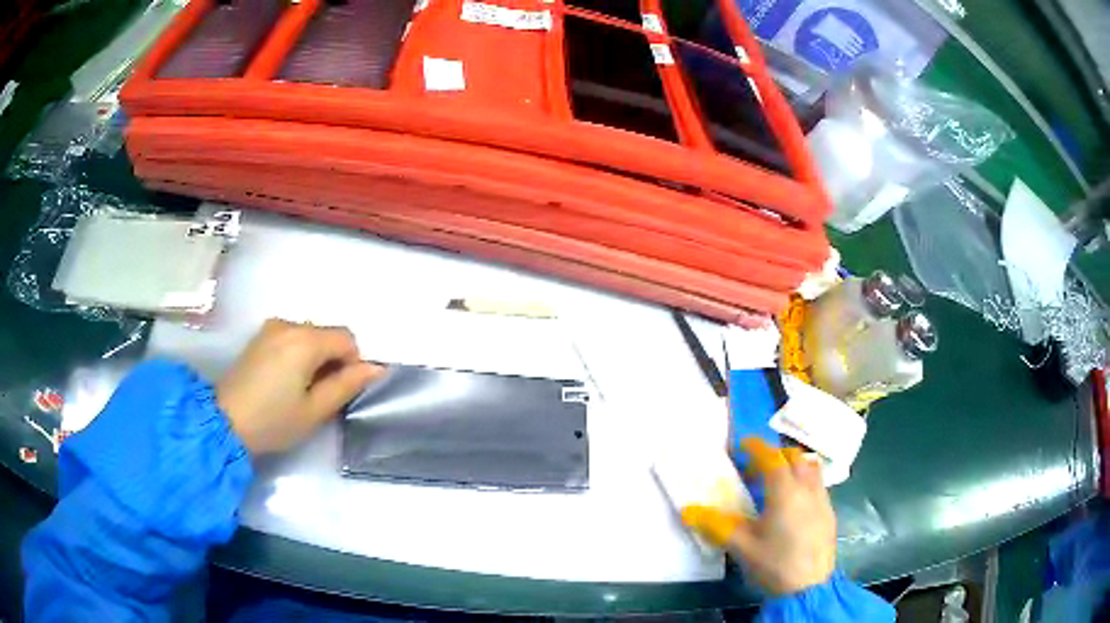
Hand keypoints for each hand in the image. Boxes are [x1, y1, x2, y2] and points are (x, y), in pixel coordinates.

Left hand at [217, 319, 383, 454]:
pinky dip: (298, 353)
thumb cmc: (273, 421)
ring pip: (309, 335)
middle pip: (327, 334)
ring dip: (314, 357)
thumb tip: (376, 367)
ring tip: (299, 389)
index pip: (347, 338)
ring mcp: (271, 328)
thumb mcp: (315, 410)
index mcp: (305, 340)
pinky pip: (291, 337)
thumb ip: (347, 385)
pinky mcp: (259, 336)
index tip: (338, 390)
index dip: (352, 363)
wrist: (224, 422)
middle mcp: (288, 324)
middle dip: (332, 360)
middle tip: (319, 394)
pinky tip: (284, 380)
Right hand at [682, 439, 835, 595]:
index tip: (742, 444)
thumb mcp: (741, 546)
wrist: (809, 588)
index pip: (771, 458)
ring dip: (792, 466)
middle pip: (794, 457)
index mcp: (784, 491)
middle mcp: (807, 488)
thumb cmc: (774, 564)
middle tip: (755, 469)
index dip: (756, 447)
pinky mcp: (829, 513)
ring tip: (774, 484)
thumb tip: (687, 510)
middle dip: (774, 455)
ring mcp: (822, 499)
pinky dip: (803, 482)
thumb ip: (715, 525)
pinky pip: (817, 485)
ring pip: (810, 468)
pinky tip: (791, 506)